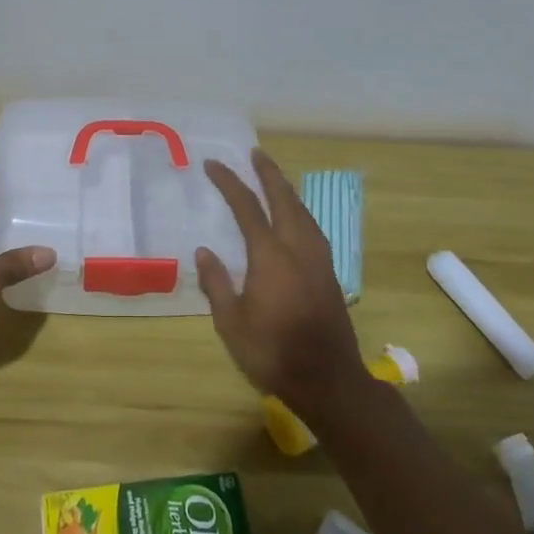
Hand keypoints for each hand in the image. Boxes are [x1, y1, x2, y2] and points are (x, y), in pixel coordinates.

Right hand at [196, 150, 365, 419]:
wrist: (327, 379)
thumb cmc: (272, 353)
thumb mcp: (231, 323)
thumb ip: (216, 283)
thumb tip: (204, 251)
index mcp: (270, 256)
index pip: (247, 207)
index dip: (229, 182)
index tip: (213, 164)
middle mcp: (297, 248)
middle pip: (284, 199)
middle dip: (268, 173)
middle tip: (255, 153)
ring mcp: (318, 259)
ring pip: (303, 212)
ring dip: (287, 190)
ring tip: (274, 178)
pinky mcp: (329, 273)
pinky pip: (312, 228)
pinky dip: (299, 211)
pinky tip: (296, 218)